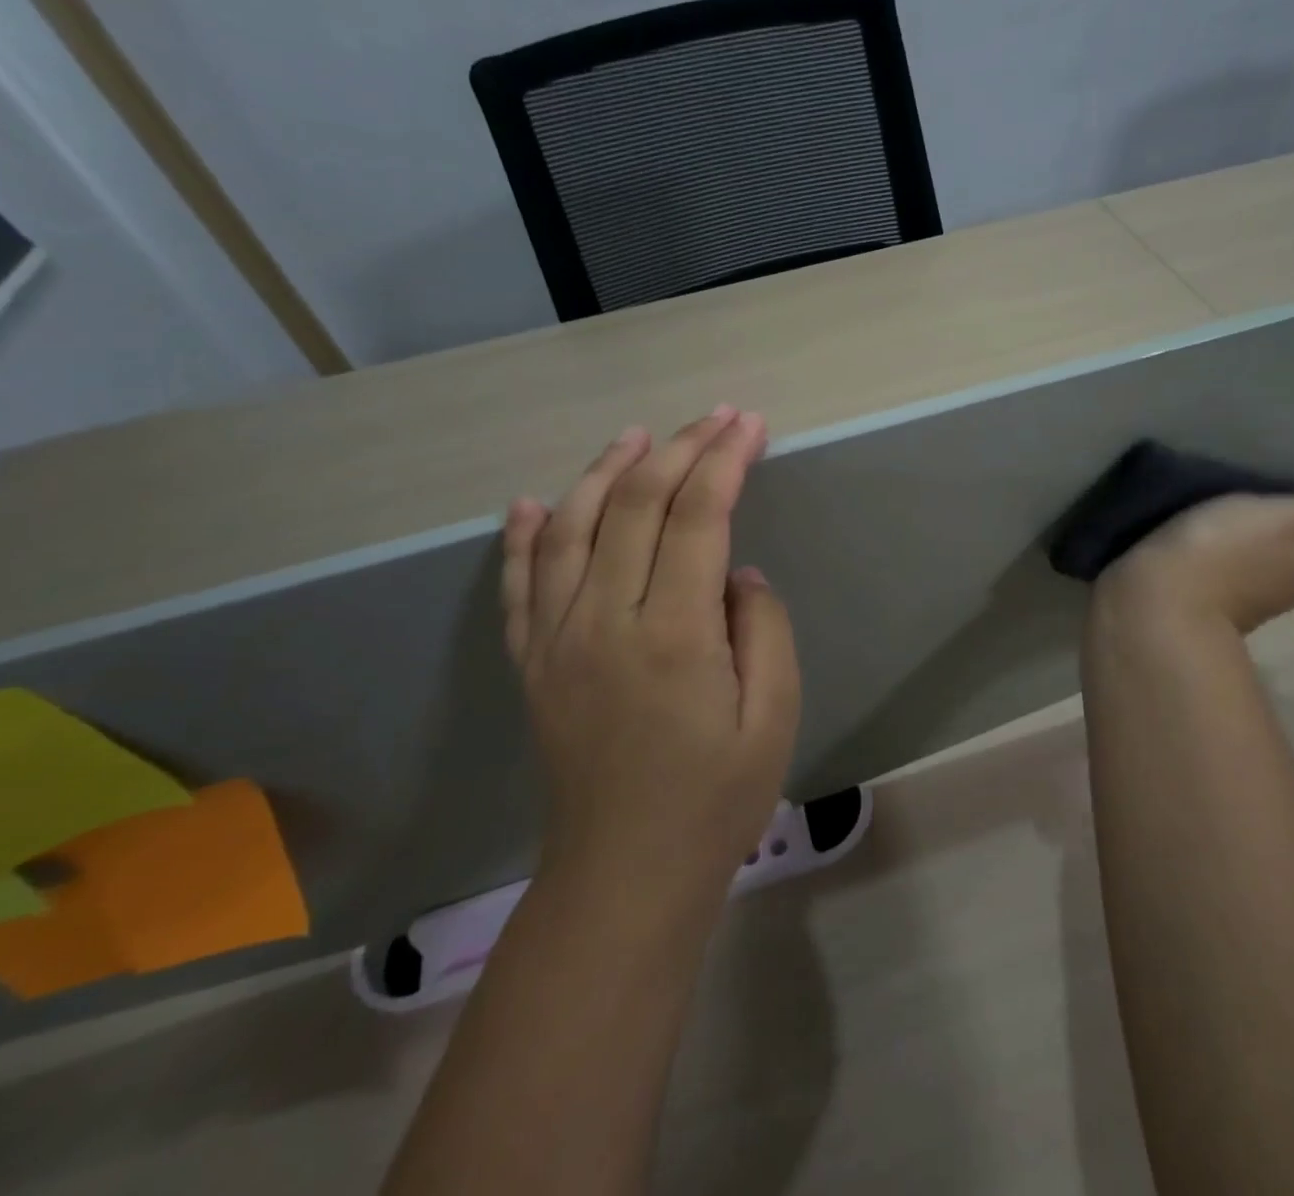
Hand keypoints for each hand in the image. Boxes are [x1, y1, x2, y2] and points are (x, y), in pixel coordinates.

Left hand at [500, 407, 800, 898]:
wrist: (625, 875)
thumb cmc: (715, 800)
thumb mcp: (774, 717)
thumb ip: (765, 628)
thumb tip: (736, 573)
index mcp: (673, 633)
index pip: (698, 516)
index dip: (725, 461)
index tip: (749, 425)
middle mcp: (604, 620)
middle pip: (635, 505)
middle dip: (680, 450)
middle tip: (715, 418)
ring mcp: (557, 639)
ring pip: (571, 528)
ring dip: (604, 471)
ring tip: (636, 437)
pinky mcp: (532, 664)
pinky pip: (520, 585)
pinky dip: (524, 537)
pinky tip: (531, 504)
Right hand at [1095, 489, 1293, 636]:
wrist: (1156, 604)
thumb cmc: (1223, 551)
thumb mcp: (1282, 519)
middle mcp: (1285, 583)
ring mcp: (1244, 594)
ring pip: (1274, 561)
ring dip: (1279, 542)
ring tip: (1275, 519)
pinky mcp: (1202, 594)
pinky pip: (1235, 566)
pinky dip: (1241, 552)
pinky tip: (1229, 540)